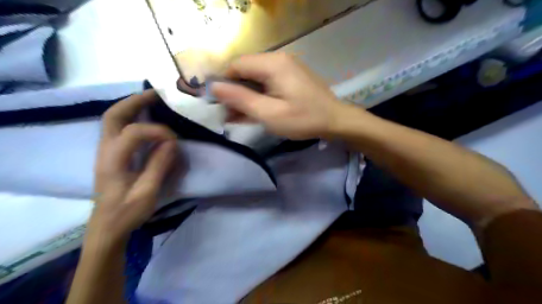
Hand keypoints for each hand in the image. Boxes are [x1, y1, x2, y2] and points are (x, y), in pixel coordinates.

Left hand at [89, 91, 177, 247]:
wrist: (106, 228)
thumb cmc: (127, 213)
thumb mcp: (147, 193)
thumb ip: (159, 165)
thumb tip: (172, 143)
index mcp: (113, 160)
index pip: (134, 132)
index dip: (158, 131)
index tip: (175, 141)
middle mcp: (105, 150)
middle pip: (113, 115)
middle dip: (135, 101)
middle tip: (157, 95)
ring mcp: (106, 151)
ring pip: (113, 119)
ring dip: (132, 106)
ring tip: (154, 101)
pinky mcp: (112, 155)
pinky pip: (119, 128)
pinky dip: (132, 117)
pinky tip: (146, 118)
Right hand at [211, 53, 351, 139]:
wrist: (336, 121)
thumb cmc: (303, 119)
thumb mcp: (269, 113)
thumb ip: (241, 99)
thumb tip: (214, 87)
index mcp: (273, 64)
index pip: (236, 65)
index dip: (223, 83)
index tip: (218, 103)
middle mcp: (278, 60)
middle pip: (246, 71)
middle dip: (234, 92)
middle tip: (228, 114)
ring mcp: (286, 68)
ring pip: (256, 79)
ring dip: (245, 96)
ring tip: (237, 116)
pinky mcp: (290, 78)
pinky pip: (268, 83)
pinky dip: (258, 96)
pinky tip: (252, 111)